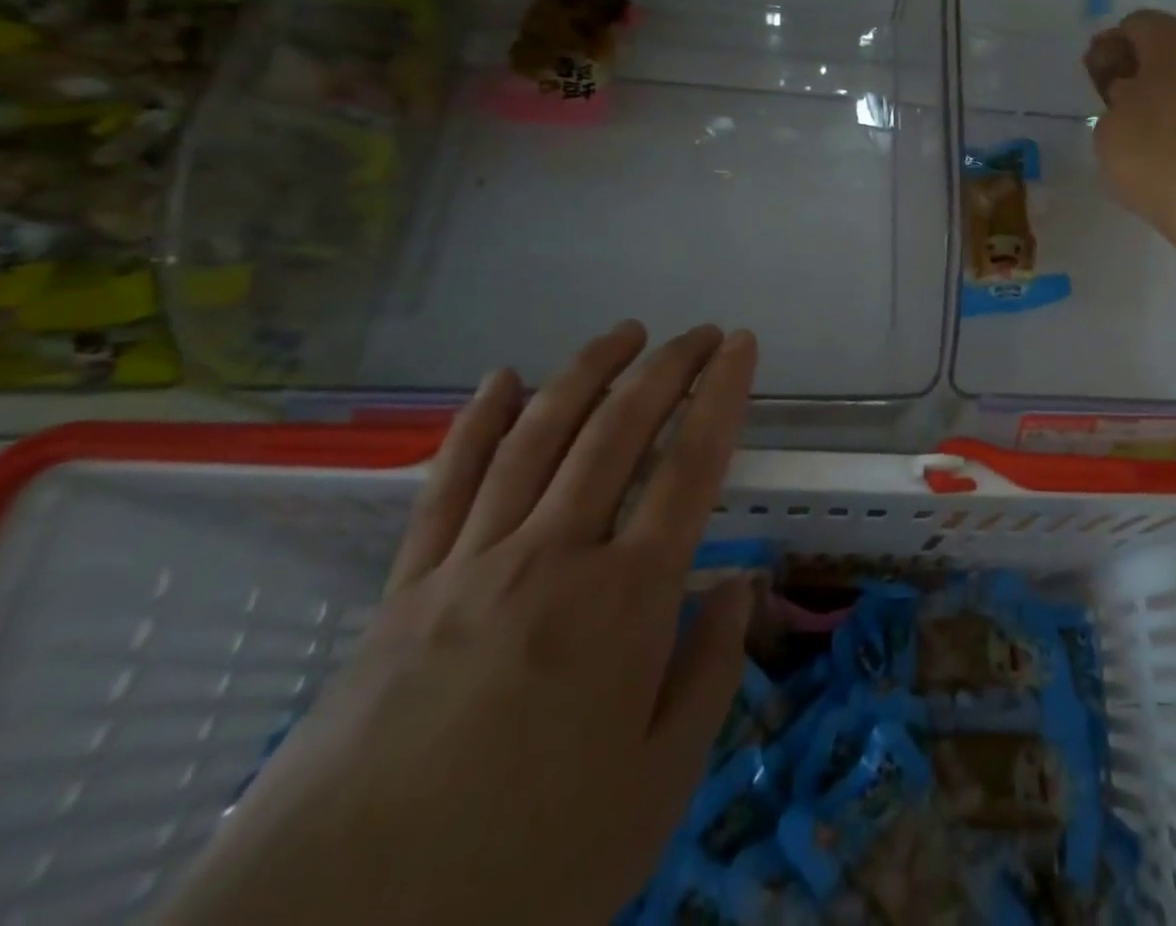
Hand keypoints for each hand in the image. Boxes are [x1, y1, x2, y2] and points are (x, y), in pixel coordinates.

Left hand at [160, 322, 759, 925]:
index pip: (691, 465)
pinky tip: (501, 378)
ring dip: (587, 372)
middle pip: (619, 430)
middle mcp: (553, 555)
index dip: (722, 394)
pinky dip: (479, 421)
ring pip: (540, 437)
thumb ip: (709, 670)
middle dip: (667, 367)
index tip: (742, 345)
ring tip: (624, 332)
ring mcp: (472, 564)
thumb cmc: (526, 869)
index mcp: (626, 599)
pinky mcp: (406, 589)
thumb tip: (739, 584)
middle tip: (700, 331)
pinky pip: (448, 483)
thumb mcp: (656, 788)